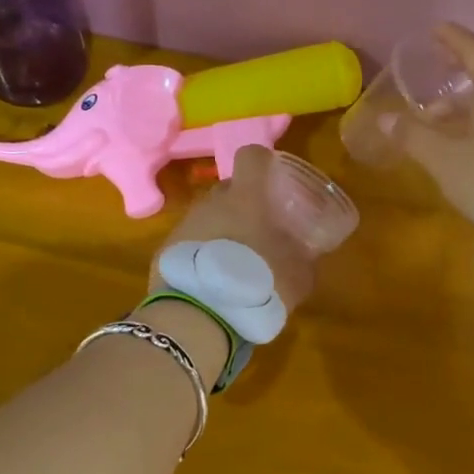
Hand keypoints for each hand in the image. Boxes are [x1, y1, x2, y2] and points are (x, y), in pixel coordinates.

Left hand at [149, 145, 317, 311]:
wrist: (198, 317)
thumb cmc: (257, 284)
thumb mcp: (298, 276)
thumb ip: (305, 259)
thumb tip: (308, 254)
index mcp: (247, 197)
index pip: (252, 156)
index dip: (263, 162)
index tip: (273, 178)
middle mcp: (212, 202)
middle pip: (229, 189)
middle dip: (243, 204)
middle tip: (259, 231)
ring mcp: (185, 224)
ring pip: (208, 217)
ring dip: (222, 232)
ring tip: (235, 263)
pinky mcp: (166, 249)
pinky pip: (191, 243)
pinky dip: (202, 254)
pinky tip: (212, 281)